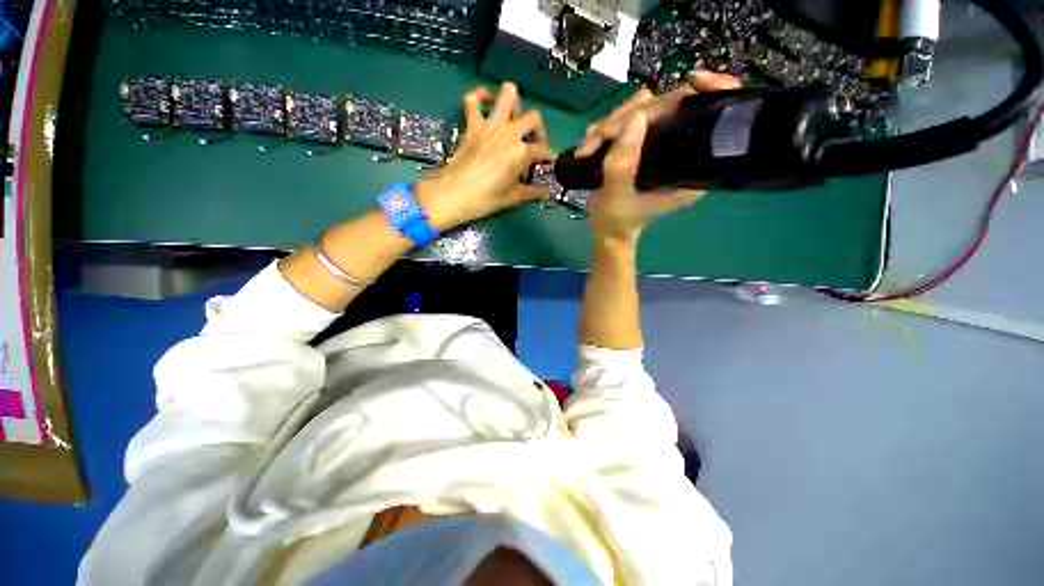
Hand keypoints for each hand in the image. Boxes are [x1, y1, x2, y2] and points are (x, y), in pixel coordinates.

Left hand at [416, 82, 553, 230]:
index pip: (543, 150)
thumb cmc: (485, 199)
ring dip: (515, 103)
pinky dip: (480, 96)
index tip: (549, 164)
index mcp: (521, 152)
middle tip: (534, 144)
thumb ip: (532, 193)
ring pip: (507, 95)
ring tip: (514, 118)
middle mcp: (509, 133)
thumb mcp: (512, 198)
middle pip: (533, 118)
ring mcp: (489, 126)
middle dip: (539, 130)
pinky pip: (473, 100)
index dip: (550, 157)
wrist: (453, 194)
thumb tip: (545, 193)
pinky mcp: (472, 126)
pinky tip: (486, 102)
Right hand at [578, 70, 742, 244]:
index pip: (711, 116)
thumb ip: (623, 163)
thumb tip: (635, 118)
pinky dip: (605, 128)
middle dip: (629, 116)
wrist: (606, 230)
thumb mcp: (617, 196)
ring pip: (643, 109)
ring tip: (588, 147)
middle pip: (669, 105)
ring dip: (610, 123)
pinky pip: (626, 120)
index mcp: (691, 166)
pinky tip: (590, 145)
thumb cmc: (617, 221)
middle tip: (599, 138)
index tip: (693, 79)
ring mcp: (659, 144)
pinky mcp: (641, 143)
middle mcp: (680, 150)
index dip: (712, 90)